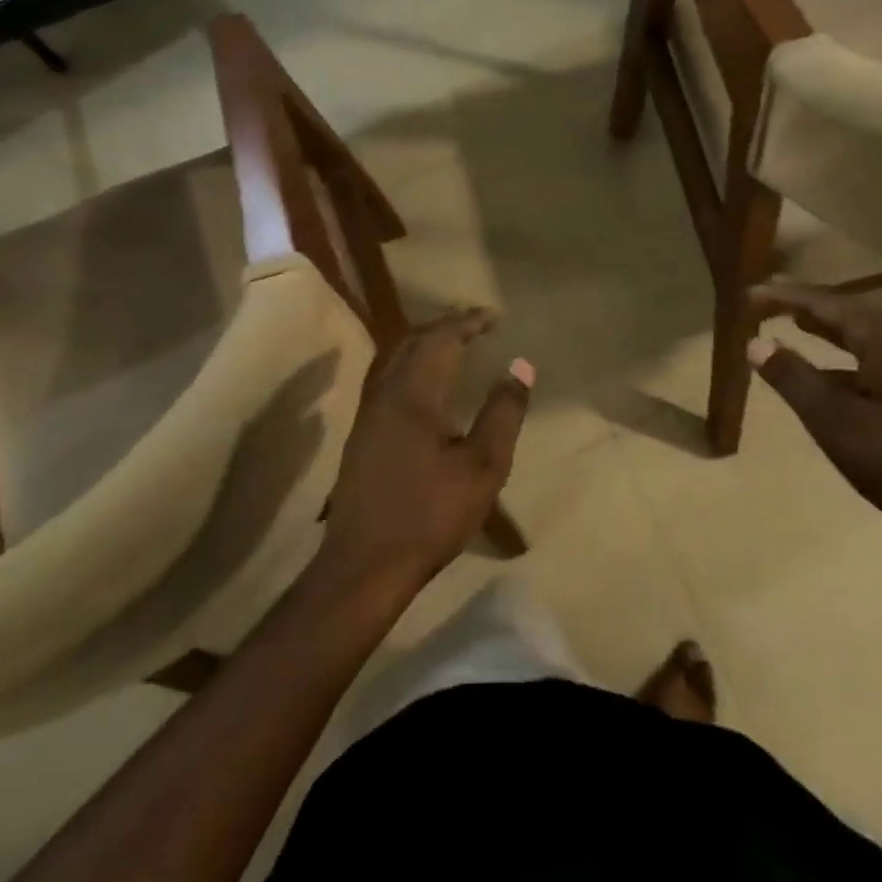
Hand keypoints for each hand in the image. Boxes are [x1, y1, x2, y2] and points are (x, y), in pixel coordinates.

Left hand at [319, 309, 532, 596]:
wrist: (364, 564)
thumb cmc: (430, 515)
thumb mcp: (483, 467)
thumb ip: (503, 413)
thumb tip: (521, 366)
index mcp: (413, 395)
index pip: (440, 338)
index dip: (467, 322)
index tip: (494, 317)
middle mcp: (384, 393)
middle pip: (411, 340)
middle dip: (445, 326)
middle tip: (476, 324)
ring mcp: (367, 413)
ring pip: (393, 358)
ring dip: (424, 342)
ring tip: (453, 343)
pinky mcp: (361, 434)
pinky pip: (386, 377)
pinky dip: (410, 363)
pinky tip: (423, 383)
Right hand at [748, 285, 881, 555]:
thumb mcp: (835, 422)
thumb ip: (793, 378)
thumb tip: (754, 342)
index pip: (825, 303)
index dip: (784, 298)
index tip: (748, 294)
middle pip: (848, 313)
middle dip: (806, 309)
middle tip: (767, 305)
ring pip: (866, 337)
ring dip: (829, 332)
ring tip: (796, 327)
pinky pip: (881, 358)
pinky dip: (849, 358)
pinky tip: (834, 378)